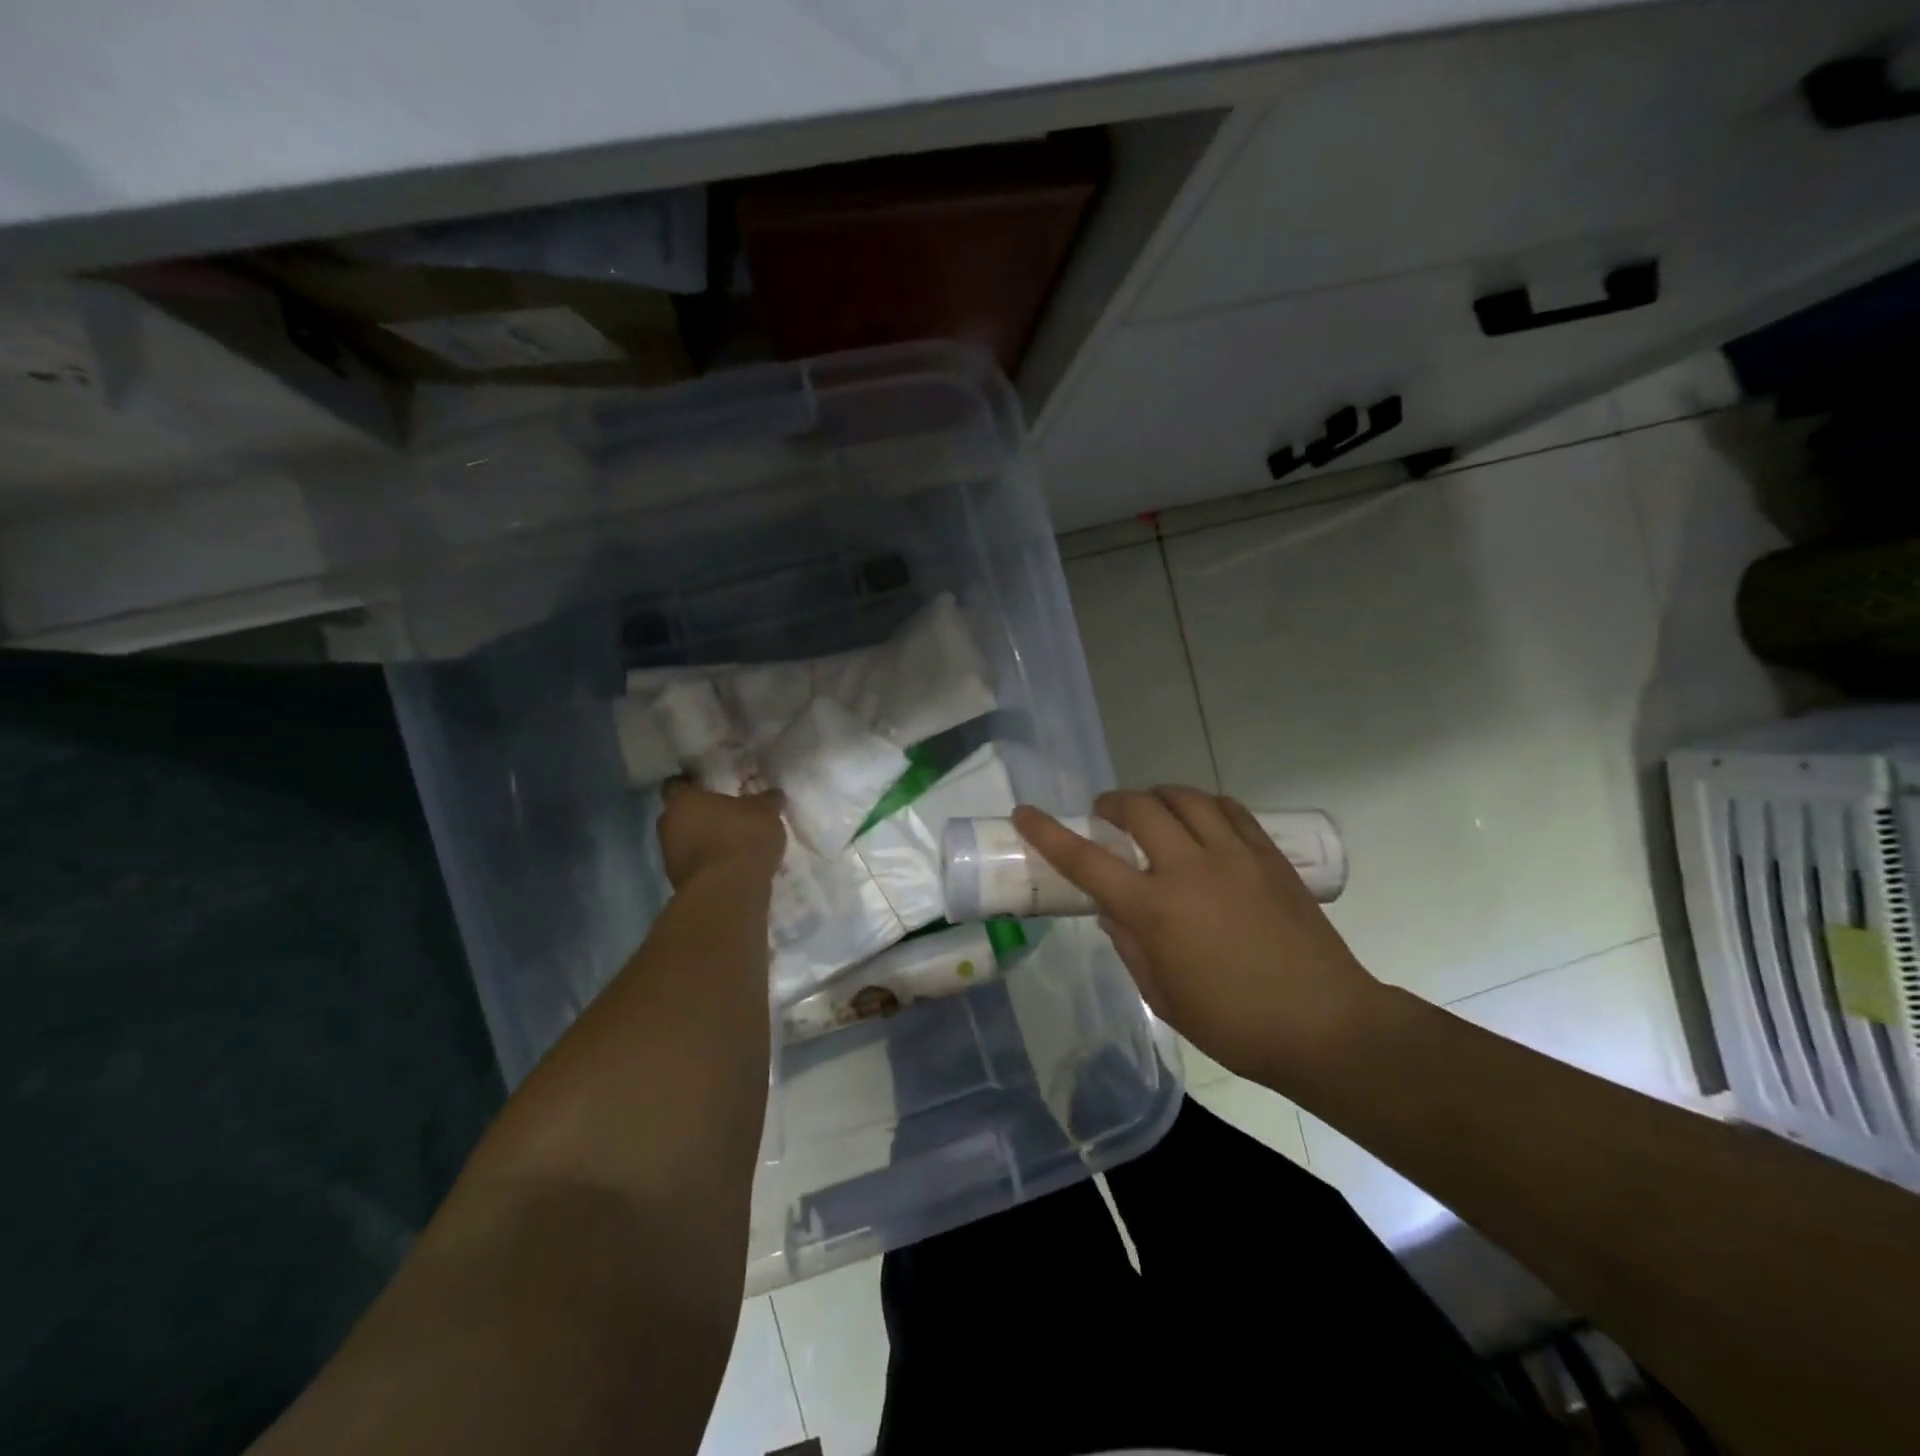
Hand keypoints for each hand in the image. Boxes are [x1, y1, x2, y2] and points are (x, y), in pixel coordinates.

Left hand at [658, 780, 786, 890]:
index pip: (677, 784)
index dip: (692, 783)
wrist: (728, 893)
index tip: (710, 784)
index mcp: (681, 801)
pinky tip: (731, 864)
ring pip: (685, 841)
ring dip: (704, 840)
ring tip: (732, 842)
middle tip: (725, 813)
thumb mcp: (765, 812)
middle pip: (679, 814)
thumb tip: (773, 793)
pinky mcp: (679, 883)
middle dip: (699, 814)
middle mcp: (667, 825)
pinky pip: (695, 865)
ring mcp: (669, 857)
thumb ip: (767, 800)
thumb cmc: (742, 838)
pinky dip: (709, 863)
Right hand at [1012, 787, 1378, 1087]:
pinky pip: (1229, 809)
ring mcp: (1234, 856)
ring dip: (1158, 796)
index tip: (1025, 812)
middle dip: (1112, 803)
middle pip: (1139, 808)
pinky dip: (1204, 806)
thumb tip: (1112, 909)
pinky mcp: (1268, 855)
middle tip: (1105, 816)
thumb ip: (1129, 944)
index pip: (1086, 860)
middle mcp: (1189, 869)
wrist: (1324, 1025)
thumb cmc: (1233, 1023)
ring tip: (1153, 812)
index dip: (1048, 833)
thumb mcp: (1163, 995)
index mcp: (1155, 909)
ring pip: (1185, 798)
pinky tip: (1201, 821)